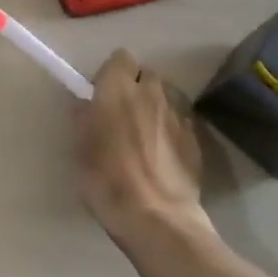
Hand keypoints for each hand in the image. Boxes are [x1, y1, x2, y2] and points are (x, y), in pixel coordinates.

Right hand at [75, 49, 211, 248]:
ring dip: (156, 106)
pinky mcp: (196, 138)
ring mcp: (178, 114)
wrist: (157, 219)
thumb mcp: (81, 149)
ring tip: (148, 132)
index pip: (120, 57)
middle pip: (147, 74)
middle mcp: (151, 92)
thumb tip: (87, 107)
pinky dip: (173, 128)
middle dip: (137, 86)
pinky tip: (165, 153)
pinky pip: (182, 120)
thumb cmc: (108, 180)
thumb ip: (84, 119)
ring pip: (167, 96)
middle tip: (124, 113)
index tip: (103, 93)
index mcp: (118, 89)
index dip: (112, 73)